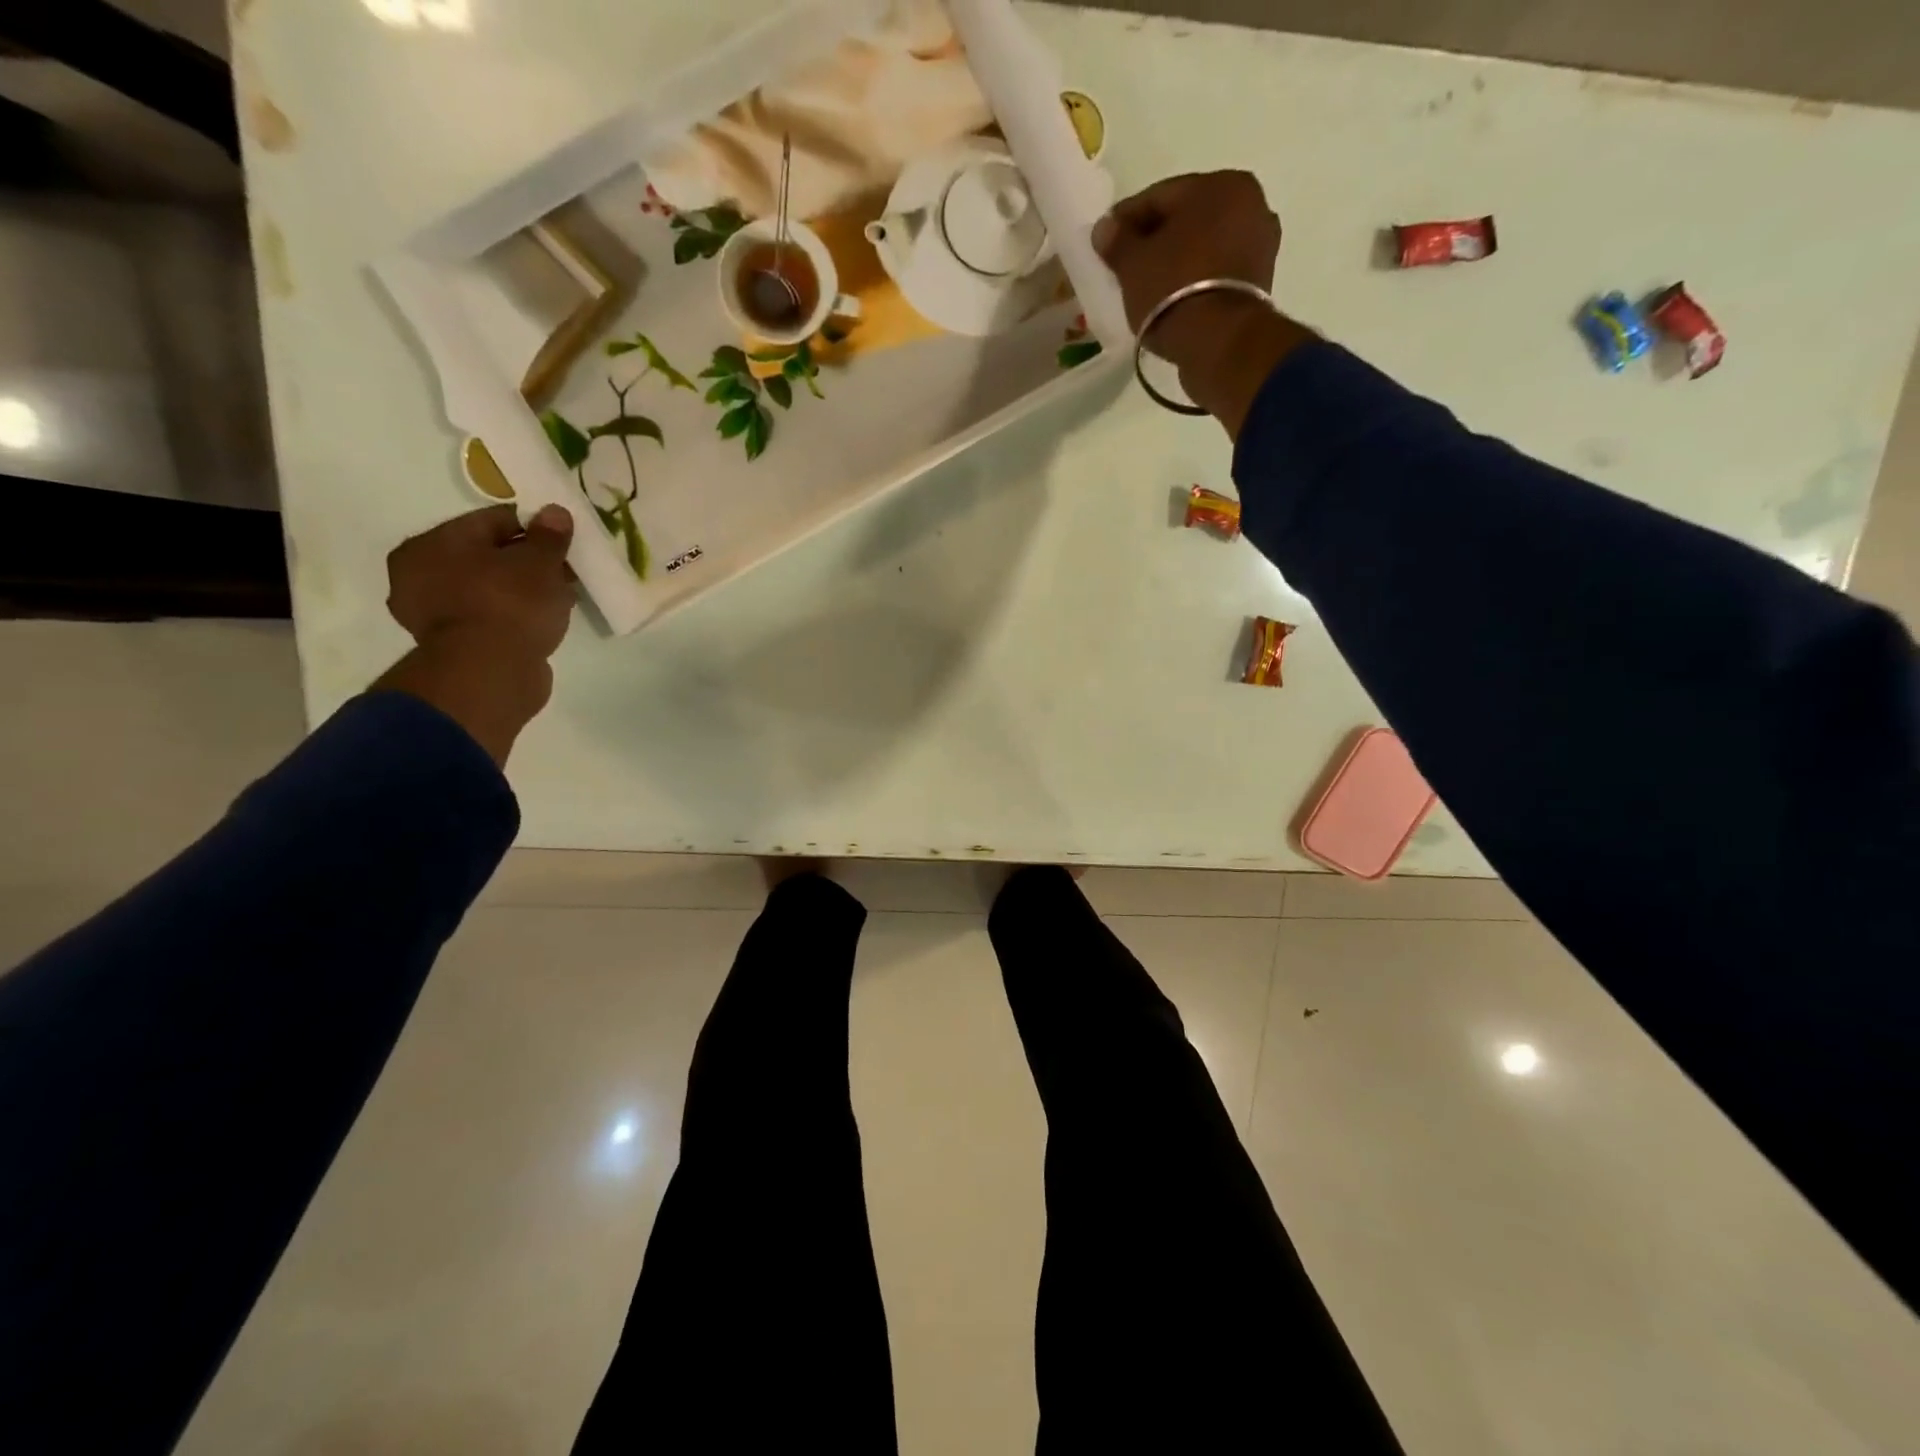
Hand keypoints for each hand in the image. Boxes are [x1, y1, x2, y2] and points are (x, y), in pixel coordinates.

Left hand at [372, 503, 576, 764]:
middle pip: (487, 556)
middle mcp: (419, 574)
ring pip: (488, 589)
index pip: (491, 520)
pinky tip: (541, 622)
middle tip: (564, 571)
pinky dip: (513, 617)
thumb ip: (548, 536)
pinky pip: (489, 618)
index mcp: (431, 543)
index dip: (533, 527)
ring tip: (559, 599)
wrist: (490, 674)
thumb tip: (555, 512)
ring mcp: (432, 614)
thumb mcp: (539, 563)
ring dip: (521, 591)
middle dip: (527, 562)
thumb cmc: (510, 605)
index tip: (564, 540)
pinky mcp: (452, 646)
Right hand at [1093, 171, 1312, 436]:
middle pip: (1188, 219)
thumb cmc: (1173, 290)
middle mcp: (1251, 204)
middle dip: (1157, 238)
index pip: (1161, 196)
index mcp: (1221, 184)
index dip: (1127, 218)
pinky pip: (1217, 271)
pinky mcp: (1260, 282)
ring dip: (1178, 260)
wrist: (1219, 343)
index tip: (1106, 239)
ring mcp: (1261, 244)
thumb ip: (1117, 241)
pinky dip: (1195, 279)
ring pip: (1204, 246)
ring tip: (1148, 284)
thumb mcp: (1133, 265)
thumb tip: (1105, 228)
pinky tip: (1173, 297)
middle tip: (1126, 263)